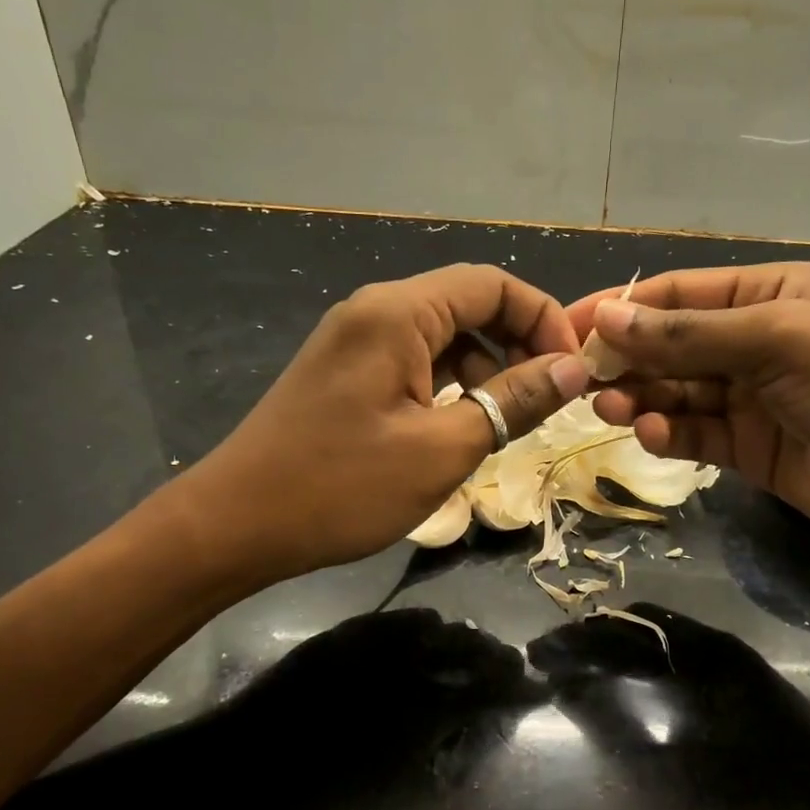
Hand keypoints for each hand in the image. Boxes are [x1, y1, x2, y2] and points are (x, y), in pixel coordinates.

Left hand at [181, 265, 590, 580]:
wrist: (235, 525)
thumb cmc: (341, 487)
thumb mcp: (442, 449)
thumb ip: (512, 401)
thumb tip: (573, 369)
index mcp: (398, 313)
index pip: (493, 284)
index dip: (544, 319)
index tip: (572, 371)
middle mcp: (376, 312)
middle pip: (469, 304)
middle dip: (518, 345)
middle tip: (546, 400)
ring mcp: (357, 342)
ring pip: (445, 337)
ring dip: (487, 369)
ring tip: (507, 422)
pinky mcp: (347, 374)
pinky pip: (416, 362)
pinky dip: (452, 385)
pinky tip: (462, 427)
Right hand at [568, 262, 809, 567]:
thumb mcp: (781, 341)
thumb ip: (690, 335)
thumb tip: (607, 318)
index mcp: (770, 295)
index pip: (677, 295)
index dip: (621, 309)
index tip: (567, 331)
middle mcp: (757, 342)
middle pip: (672, 345)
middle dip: (627, 359)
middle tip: (581, 380)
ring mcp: (754, 399)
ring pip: (678, 392)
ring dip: (641, 398)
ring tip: (609, 408)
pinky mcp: (752, 451)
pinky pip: (697, 435)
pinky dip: (670, 435)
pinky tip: (651, 436)